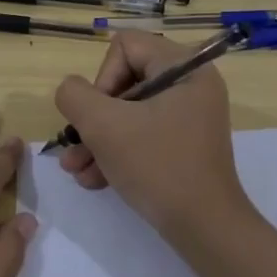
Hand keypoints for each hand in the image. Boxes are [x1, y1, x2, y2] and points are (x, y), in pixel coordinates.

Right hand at [53, 31, 253, 249]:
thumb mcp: (104, 126)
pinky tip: (94, 179)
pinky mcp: (184, 144)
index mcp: (185, 67)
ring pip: (129, 112)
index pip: (126, 46)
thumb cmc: (157, 166)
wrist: (205, 229)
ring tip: (76, 169)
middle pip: (124, 80)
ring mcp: (189, 116)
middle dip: (93, 118)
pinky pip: (142, 134)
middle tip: (75, 147)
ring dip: (97, 139)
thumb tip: (71, 91)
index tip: (99, 115)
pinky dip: (117, 152)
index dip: (102, 78)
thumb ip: (75, 96)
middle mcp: (191, 85)